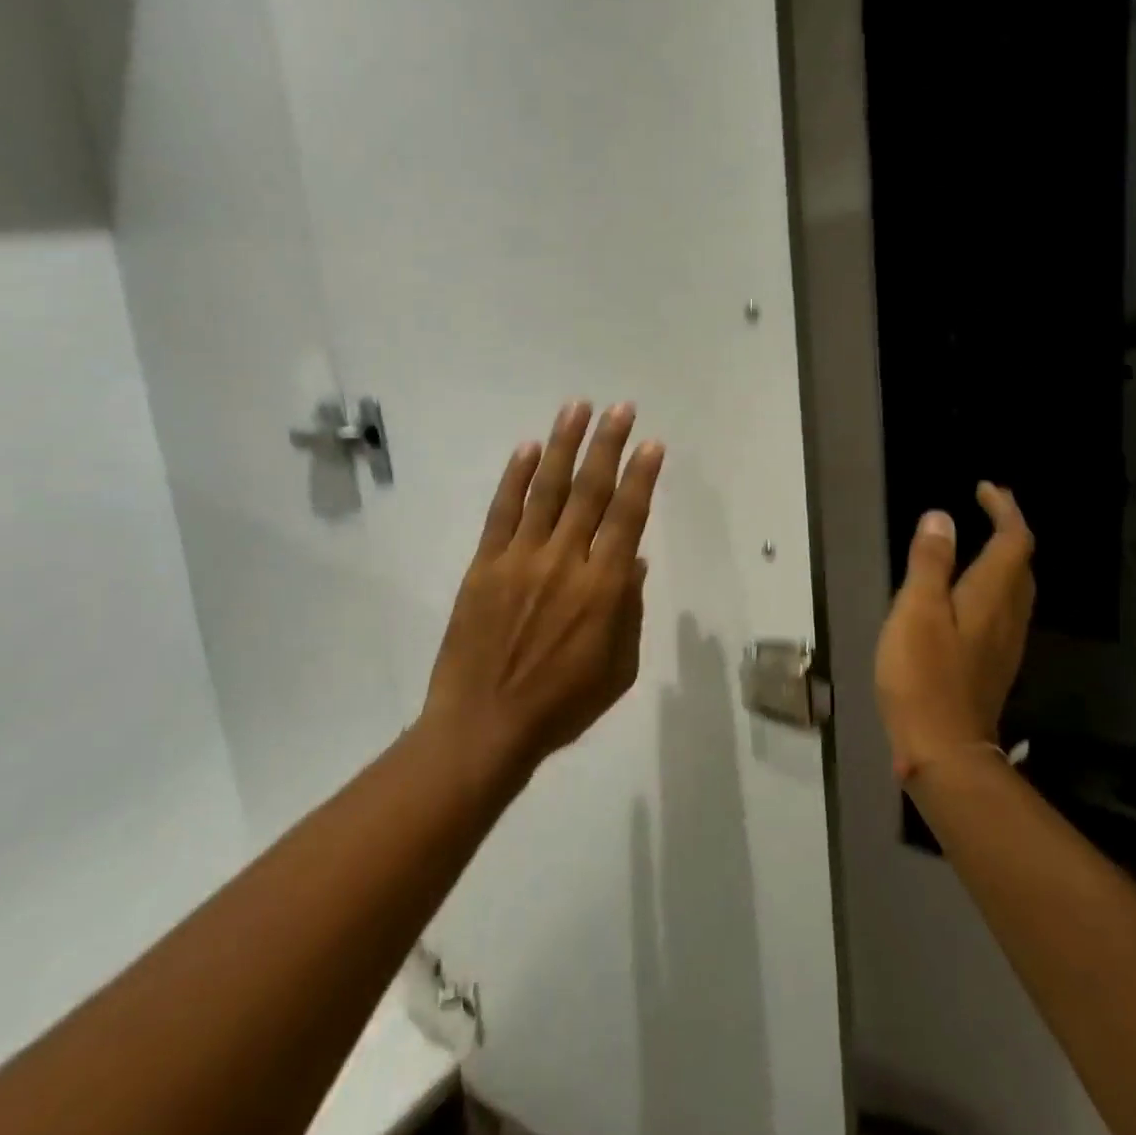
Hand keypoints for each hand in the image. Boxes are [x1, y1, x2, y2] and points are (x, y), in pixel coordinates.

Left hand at [422, 402, 664, 778]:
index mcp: (602, 589)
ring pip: (546, 490)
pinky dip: (515, 477)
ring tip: (576, 408)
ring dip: (563, 445)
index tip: (652, 444)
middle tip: (621, 409)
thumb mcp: (618, 670)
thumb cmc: (560, 706)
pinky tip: (527, 448)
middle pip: (590, 492)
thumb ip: (629, 612)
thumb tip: (633, 563)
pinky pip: (502, 511)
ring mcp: (520, 559)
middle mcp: (564, 562)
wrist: (483, 726)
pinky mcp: (484, 564)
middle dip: (608, 445)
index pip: (627, 518)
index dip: (642, 477)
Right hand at [875, 484, 1035, 783]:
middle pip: (1022, 565)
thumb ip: (930, 563)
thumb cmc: (924, 676)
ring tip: (977, 545)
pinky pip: (1002, 612)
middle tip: (986, 510)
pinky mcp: (991, 665)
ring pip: (1016, 590)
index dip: (1004, 510)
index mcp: (991, 596)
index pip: (1014, 541)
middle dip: (1009, 531)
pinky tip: (967, 597)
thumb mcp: (916, 611)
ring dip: (1003, 560)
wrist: (944, 750)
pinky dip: (992, 588)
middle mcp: (1007, 616)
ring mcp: (1004, 645)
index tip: (985, 488)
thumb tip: (942, 517)